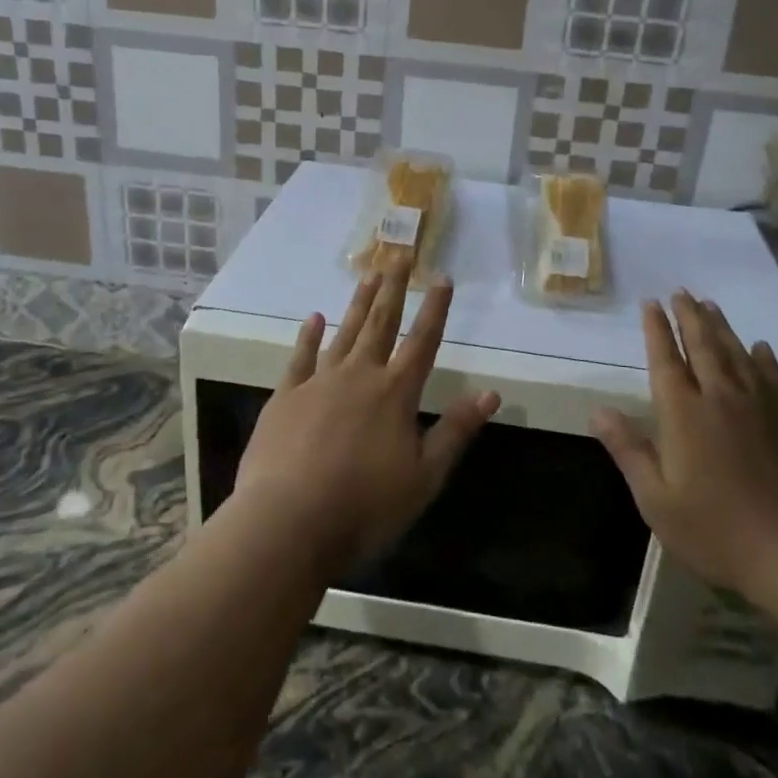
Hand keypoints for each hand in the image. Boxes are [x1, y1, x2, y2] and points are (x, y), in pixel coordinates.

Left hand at [233, 269, 500, 572]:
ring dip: (358, 303)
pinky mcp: (286, 396)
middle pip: (380, 323)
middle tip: (399, 256)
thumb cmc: (365, 506)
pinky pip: (300, 357)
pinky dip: (308, 336)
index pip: (423, 341)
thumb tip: (491, 393)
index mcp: (395, 393)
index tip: (442, 277)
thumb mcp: (424, 476)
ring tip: (368, 274)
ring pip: (344, 332)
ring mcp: (319, 382)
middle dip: (393, 289)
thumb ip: (456, 431)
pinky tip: (314, 318)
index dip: (435, 309)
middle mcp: (359, 375)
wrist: (288, 522)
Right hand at [592, 290, 777, 608]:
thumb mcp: (657, 501)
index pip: (666, 359)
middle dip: (688, 316)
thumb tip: (598, 411)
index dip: (656, 329)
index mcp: (684, 413)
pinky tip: (760, 347)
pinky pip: (772, 376)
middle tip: (681, 291)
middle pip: (702, 345)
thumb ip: (629, 451)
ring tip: (710, 305)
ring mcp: (760, 406)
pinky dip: (762, 357)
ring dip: (720, 326)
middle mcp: (720, 397)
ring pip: (736, 353)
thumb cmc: (718, 531)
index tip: (651, 303)